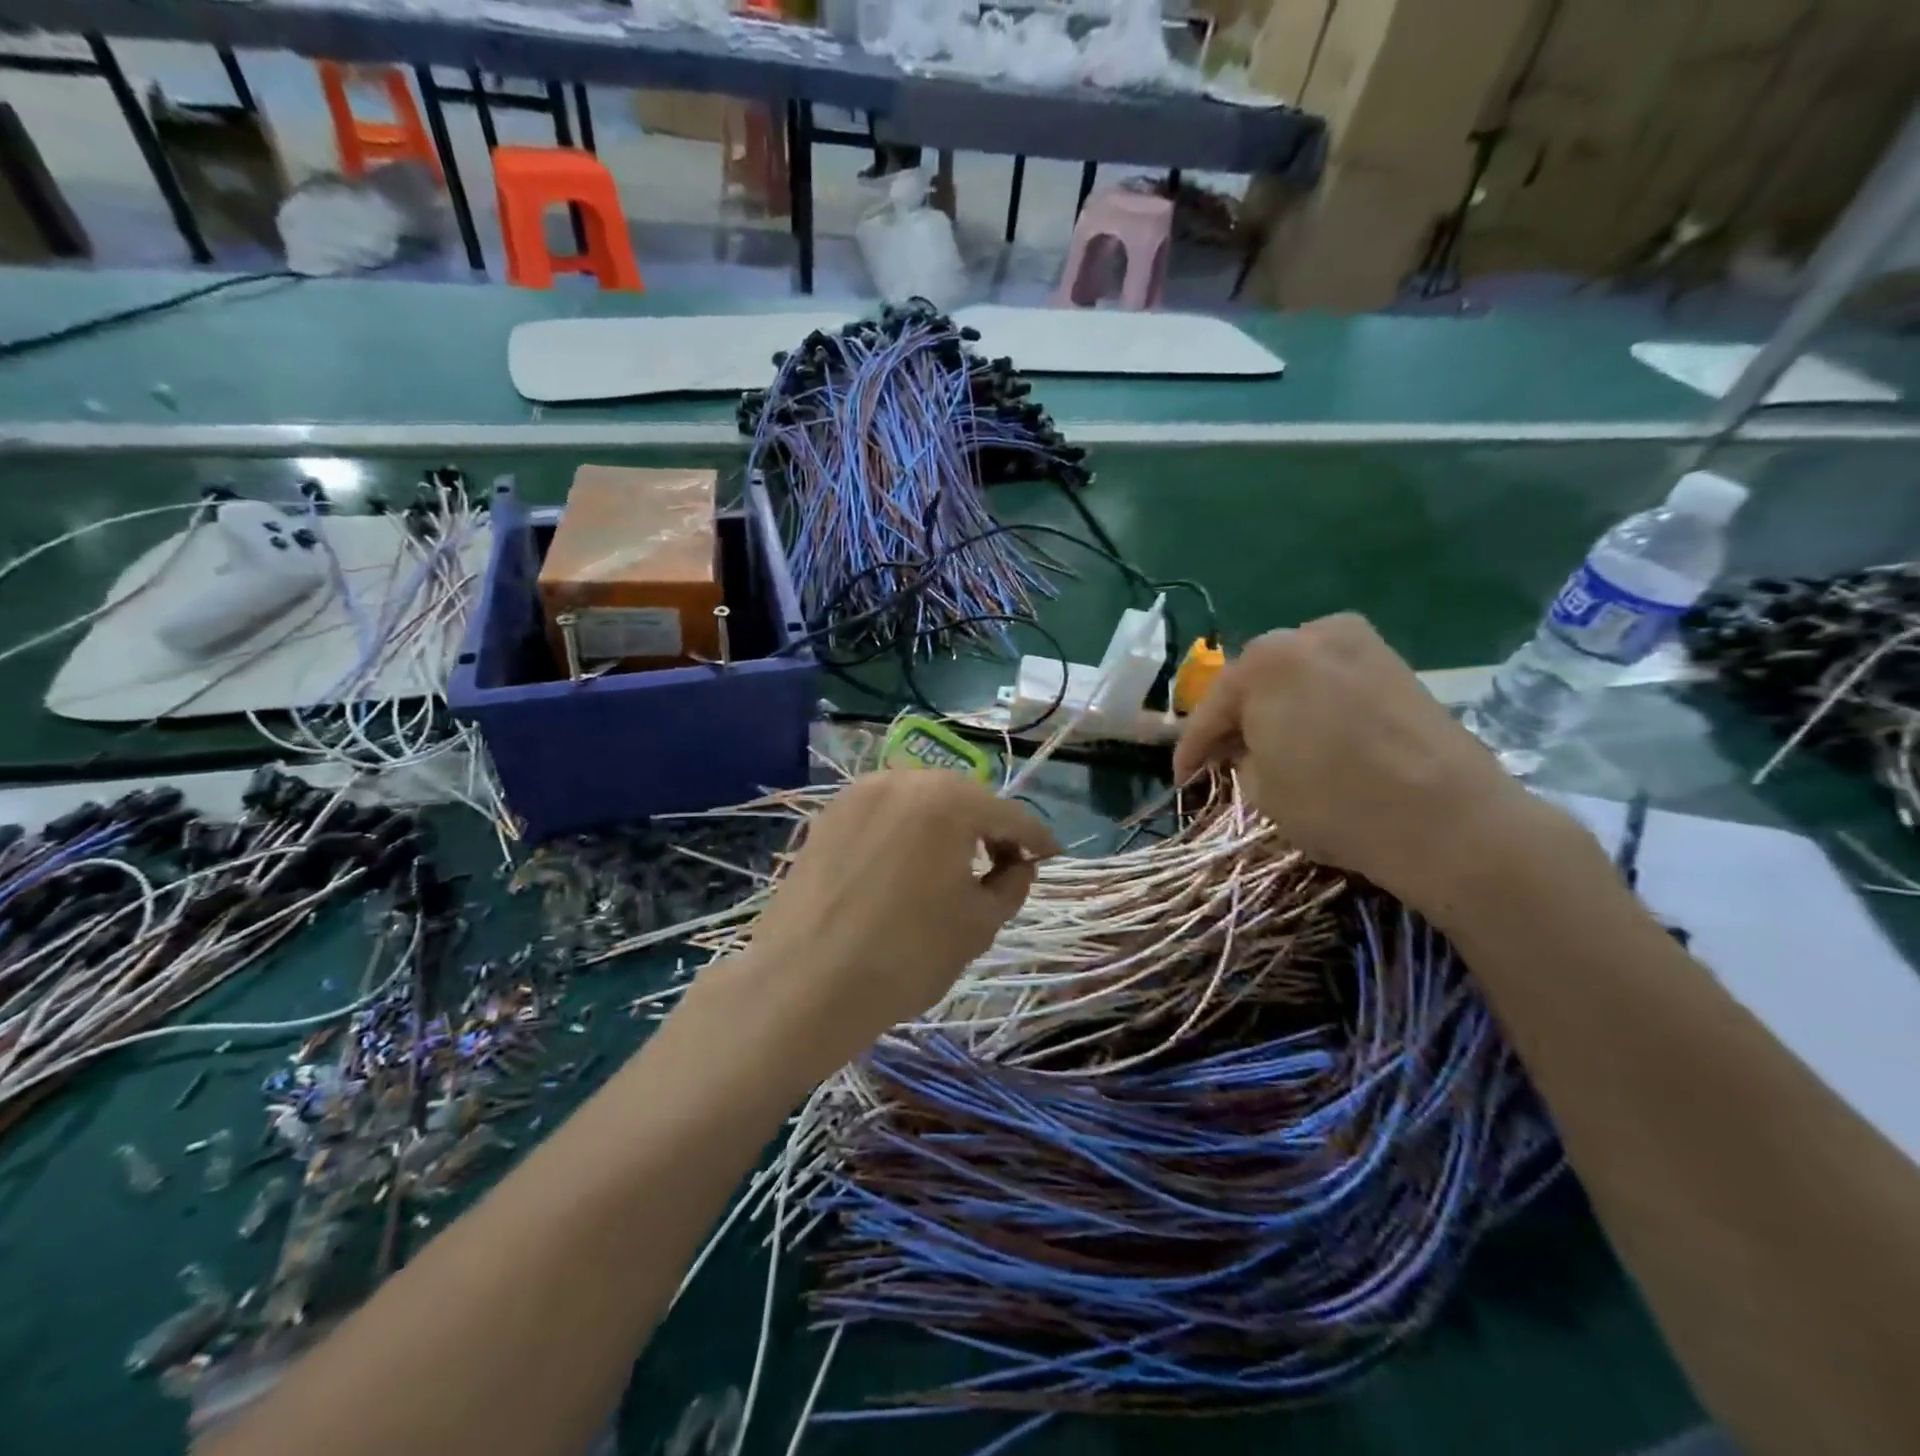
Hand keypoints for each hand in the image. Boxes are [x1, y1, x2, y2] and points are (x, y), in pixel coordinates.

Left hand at [733, 769, 1058, 1068]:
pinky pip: (883, 814)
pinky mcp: (828, 815)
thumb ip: (1012, 885)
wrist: (804, 983)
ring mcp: (859, 794)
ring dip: (945, 826)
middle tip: (1002, 865)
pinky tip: (905, 866)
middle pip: (963, 798)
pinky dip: (905, 831)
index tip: (1052, 856)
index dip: (1037, 838)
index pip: (1009, 814)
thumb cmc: (906, 955)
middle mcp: (904, 780)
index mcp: (949, 800)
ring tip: (952, 866)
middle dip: (989, 828)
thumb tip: (1019, 864)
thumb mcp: (979, 925)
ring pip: (920, 802)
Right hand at [1173, 614, 1556, 916]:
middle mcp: (1309, 635)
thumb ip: (1240, 758)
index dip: (1191, 749)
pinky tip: (1314, 735)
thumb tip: (1246, 749)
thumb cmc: (1336, 803)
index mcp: (1265, 661)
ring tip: (1269, 745)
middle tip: (1223, 757)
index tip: (1181, 779)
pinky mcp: (1397, 664)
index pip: (1211, 709)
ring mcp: (1360, 644)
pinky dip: (1315, 705)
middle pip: (1255, 681)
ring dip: (1277, 708)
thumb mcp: (1262, 789)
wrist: (1449, 820)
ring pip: (1297, 677)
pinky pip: (1334, 681)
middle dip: (1237, 719)